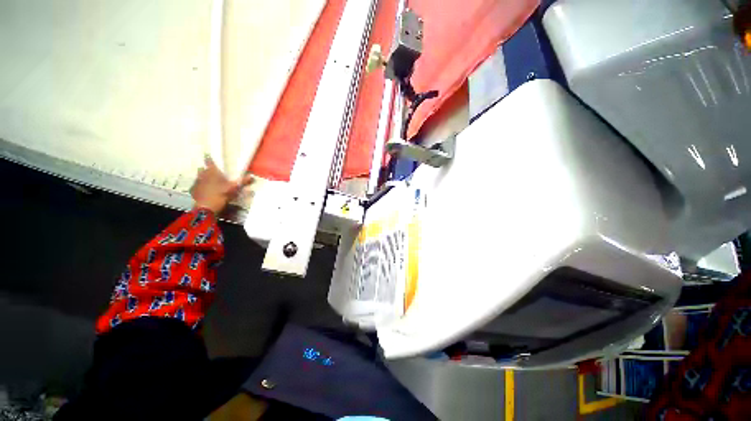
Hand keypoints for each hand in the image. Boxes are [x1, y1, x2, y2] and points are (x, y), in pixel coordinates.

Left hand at [190, 155, 252, 213]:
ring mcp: (196, 183)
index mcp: (212, 173)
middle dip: (206, 169)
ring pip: (199, 177)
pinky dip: (200, 186)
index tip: (209, 156)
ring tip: (208, 181)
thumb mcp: (233, 188)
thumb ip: (242, 182)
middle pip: (203, 169)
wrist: (205, 208)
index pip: (209, 162)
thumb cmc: (220, 195)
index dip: (209, 159)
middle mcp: (202, 175)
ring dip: (203, 177)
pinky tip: (204, 190)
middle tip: (212, 172)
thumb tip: (252, 175)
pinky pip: (197, 186)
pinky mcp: (194, 191)